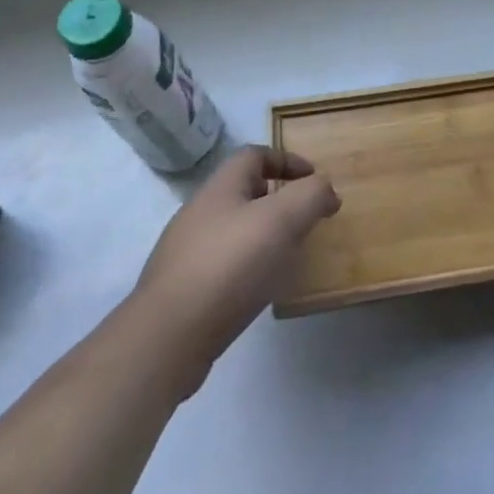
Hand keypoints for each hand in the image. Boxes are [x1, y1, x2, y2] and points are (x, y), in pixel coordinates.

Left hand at [131, 147, 339, 396]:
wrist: (167, 338)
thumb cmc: (229, 266)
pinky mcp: (182, 289)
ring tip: (287, 257)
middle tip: (305, 221)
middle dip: (278, 200)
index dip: (287, 160)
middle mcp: (199, 211)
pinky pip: (222, 264)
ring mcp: (185, 251)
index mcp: (221, 187)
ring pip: (233, 229)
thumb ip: (311, 195)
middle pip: (243, 191)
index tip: (314, 181)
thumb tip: (326, 190)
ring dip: (263, 235)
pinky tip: (258, 289)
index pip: (255, 155)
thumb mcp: (282, 220)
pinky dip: (246, 267)